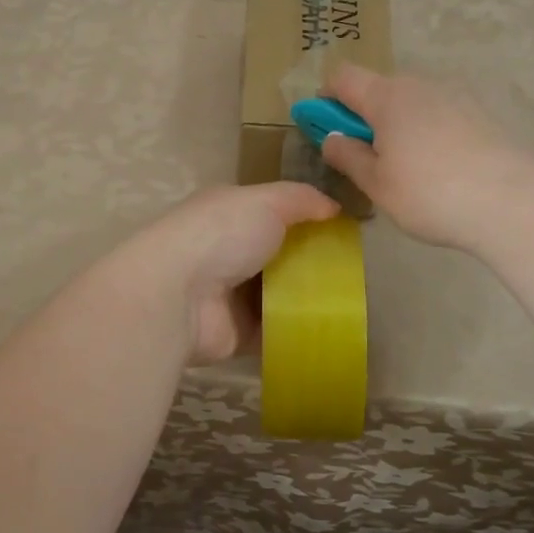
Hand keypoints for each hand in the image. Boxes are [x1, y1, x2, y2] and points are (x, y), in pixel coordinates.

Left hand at [111, 183, 339, 361]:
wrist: (178, 296)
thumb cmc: (221, 234)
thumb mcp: (266, 200)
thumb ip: (301, 199)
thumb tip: (334, 207)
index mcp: (228, 213)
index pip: (271, 211)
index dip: (305, 218)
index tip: (344, 229)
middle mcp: (227, 251)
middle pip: (278, 254)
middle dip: (311, 260)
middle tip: (355, 269)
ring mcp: (231, 294)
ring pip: (279, 294)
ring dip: (308, 297)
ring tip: (352, 300)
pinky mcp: (237, 333)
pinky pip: (276, 331)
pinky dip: (298, 331)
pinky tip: (332, 329)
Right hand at [320, 65, 533, 253]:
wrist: (515, 202)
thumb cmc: (431, 193)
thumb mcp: (377, 183)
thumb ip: (348, 156)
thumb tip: (331, 138)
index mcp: (387, 96)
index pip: (343, 76)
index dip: (326, 98)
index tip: (326, 130)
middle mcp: (420, 85)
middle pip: (378, 89)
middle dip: (364, 116)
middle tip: (366, 159)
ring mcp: (456, 96)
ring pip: (411, 103)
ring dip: (397, 125)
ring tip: (406, 170)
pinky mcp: (481, 114)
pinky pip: (439, 115)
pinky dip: (427, 133)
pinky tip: (440, 170)